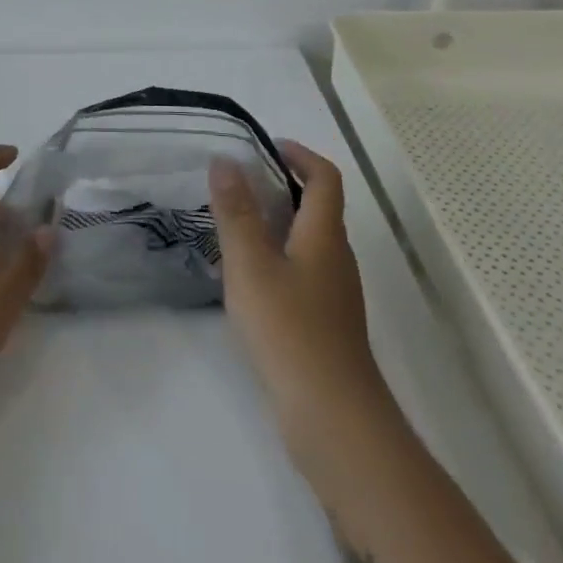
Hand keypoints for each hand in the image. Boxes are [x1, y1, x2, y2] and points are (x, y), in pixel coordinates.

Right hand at [210, 141, 393, 469]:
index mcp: (324, 235)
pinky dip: (278, 256)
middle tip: (238, 184)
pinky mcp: (326, 322)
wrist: (332, 416)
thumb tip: (225, 160)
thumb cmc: (289, 330)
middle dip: (283, 185)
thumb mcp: (251, 265)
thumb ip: (236, 212)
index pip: (325, 177)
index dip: (300, 155)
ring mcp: (335, 293)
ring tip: (235, 224)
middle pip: (318, 207)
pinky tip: (248, 277)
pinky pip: (303, 271)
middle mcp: (336, 257)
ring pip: (309, 241)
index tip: (266, 146)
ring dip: (278, 222)